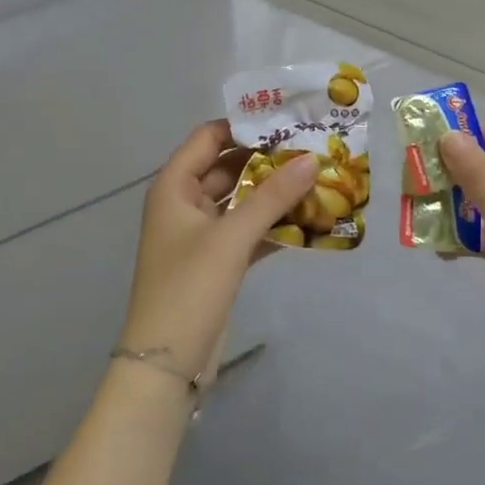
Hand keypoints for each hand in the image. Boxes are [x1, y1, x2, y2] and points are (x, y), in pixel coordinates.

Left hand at [119, 121, 317, 383]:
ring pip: (241, 201)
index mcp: (174, 187)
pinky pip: (247, 230)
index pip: (208, 138)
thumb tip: (312, 157)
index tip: (286, 120)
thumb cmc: (189, 289)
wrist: (166, 364)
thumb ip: (272, 196)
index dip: (244, 126)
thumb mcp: (231, 238)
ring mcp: (200, 235)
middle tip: (312, 149)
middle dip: (267, 160)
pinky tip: (309, 220)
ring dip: (273, 193)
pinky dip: (272, 224)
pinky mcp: (216, 262)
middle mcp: (185, 204)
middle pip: (228, 168)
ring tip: (318, 179)